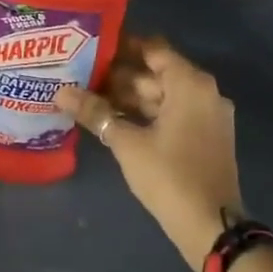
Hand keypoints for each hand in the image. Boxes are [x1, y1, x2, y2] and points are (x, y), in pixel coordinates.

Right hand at [56, 40, 240, 271]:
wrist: (211, 225)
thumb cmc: (169, 176)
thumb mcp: (127, 143)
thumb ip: (95, 112)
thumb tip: (61, 92)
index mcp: (190, 84)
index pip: (153, 49)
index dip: (123, 45)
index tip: (92, 46)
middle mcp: (205, 92)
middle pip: (157, 72)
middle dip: (120, 74)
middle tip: (81, 75)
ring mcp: (208, 116)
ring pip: (164, 95)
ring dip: (131, 96)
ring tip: (90, 97)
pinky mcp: (206, 137)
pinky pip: (173, 113)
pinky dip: (147, 113)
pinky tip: (115, 120)